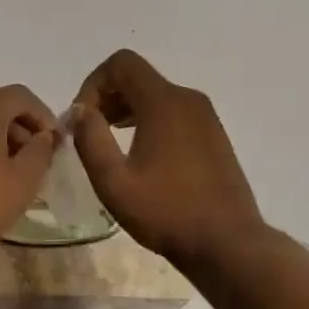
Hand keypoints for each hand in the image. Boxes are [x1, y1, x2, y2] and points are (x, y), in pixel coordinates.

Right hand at [69, 50, 262, 261]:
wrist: (229, 244)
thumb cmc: (167, 212)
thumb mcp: (114, 181)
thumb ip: (90, 139)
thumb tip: (79, 110)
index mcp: (163, 102)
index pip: (121, 63)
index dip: (93, 83)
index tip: (82, 118)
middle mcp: (187, 99)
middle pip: (138, 77)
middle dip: (107, 96)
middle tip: (90, 131)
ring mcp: (205, 117)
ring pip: (156, 95)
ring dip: (126, 109)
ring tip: (109, 142)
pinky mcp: (213, 135)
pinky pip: (173, 112)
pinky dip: (149, 120)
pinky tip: (140, 155)